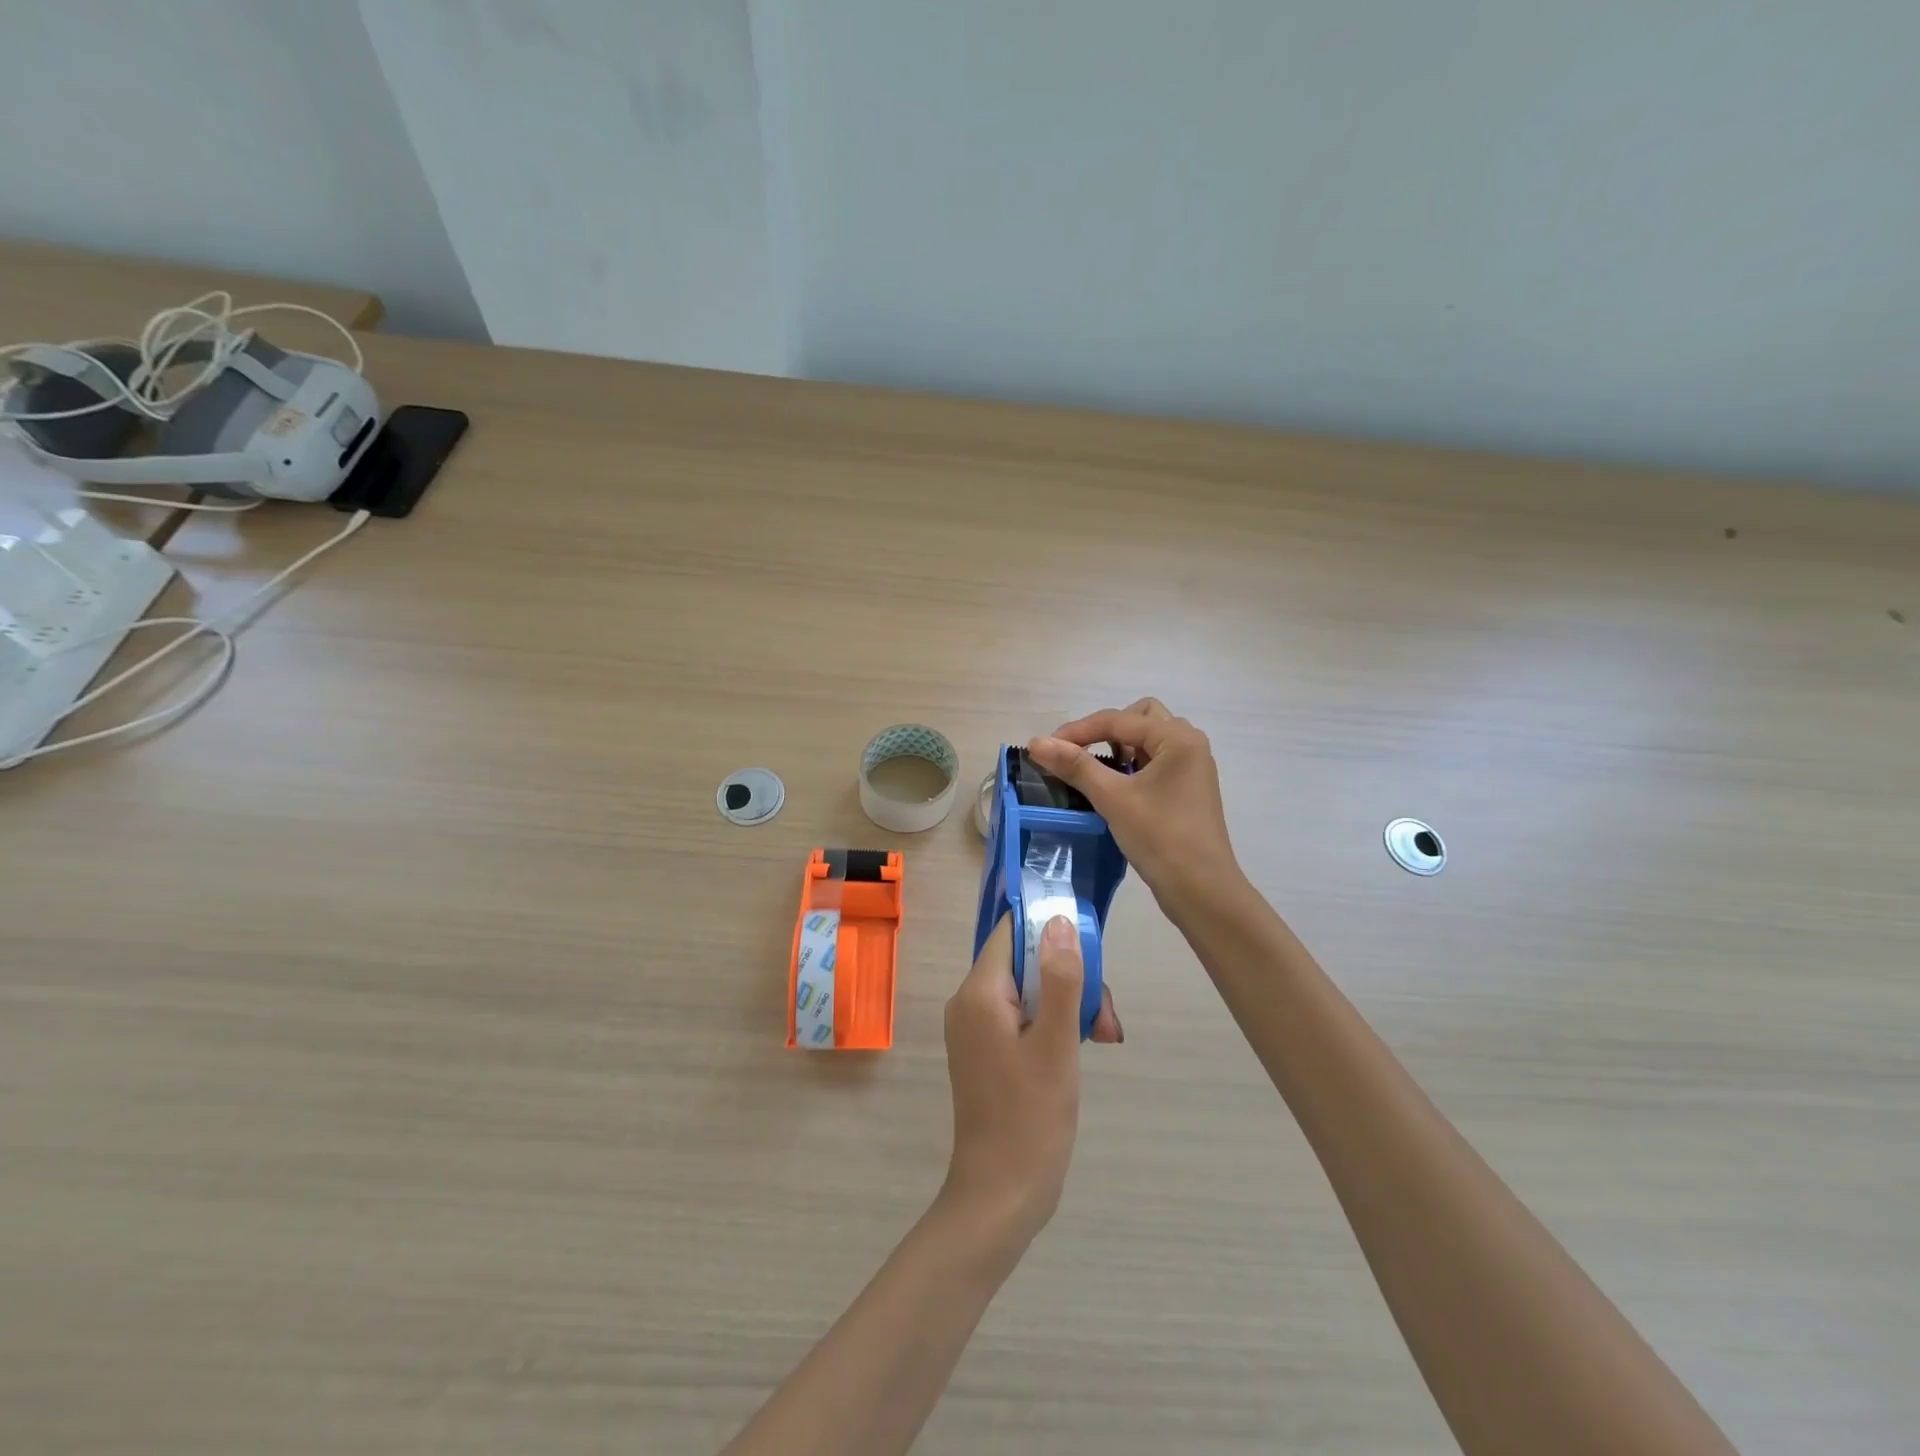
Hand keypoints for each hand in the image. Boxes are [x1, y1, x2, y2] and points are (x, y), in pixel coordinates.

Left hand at [941, 913, 1111, 1246]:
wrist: (1000, 1197)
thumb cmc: (1031, 1118)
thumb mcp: (1056, 1043)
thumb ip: (1059, 978)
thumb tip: (1059, 920)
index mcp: (978, 992)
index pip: (1013, 933)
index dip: (1051, 931)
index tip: (1090, 950)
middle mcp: (970, 1002)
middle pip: (1025, 962)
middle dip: (1069, 978)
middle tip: (1104, 1018)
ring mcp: (977, 1029)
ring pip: (1029, 991)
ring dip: (1069, 1004)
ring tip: (1102, 1036)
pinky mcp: (988, 1052)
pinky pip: (1022, 1017)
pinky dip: (1053, 1024)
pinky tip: (1083, 1046)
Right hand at [1027, 697, 1239, 913]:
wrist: (1201, 891)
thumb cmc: (1160, 838)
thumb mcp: (1113, 798)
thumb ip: (1075, 766)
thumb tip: (1036, 742)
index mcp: (1178, 738)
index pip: (1119, 720)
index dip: (1078, 730)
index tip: (1045, 747)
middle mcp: (1189, 744)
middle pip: (1139, 718)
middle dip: (1105, 730)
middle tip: (1079, 752)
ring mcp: (1191, 767)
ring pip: (1148, 739)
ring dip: (1119, 746)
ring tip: (1095, 769)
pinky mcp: (1188, 789)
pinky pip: (1155, 761)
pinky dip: (1132, 764)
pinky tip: (1115, 786)